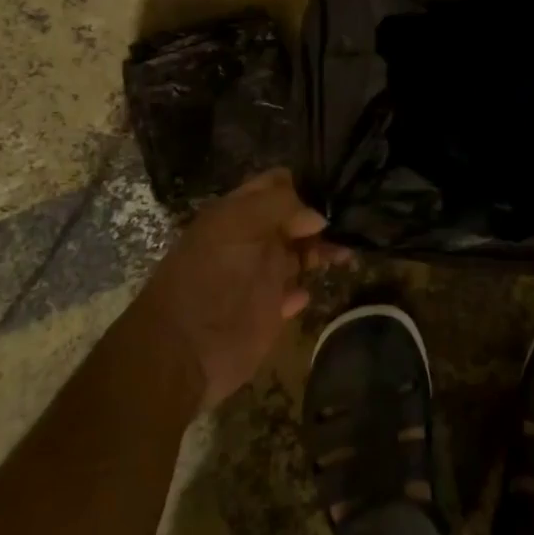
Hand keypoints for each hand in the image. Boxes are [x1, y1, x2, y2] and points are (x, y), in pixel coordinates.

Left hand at [130, 169, 346, 409]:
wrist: (182, 350)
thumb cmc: (210, 277)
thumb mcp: (240, 224)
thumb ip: (281, 206)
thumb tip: (318, 217)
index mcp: (239, 213)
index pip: (275, 185)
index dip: (303, 183)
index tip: (334, 188)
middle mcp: (253, 239)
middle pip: (295, 219)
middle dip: (321, 218)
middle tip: (351, 225)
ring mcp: (261, 276)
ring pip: (300, 254)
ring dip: (323, 251)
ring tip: (344, 256)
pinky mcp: (269, 311)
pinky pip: (296, 293)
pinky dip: (306, 289)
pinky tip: (312, 289)